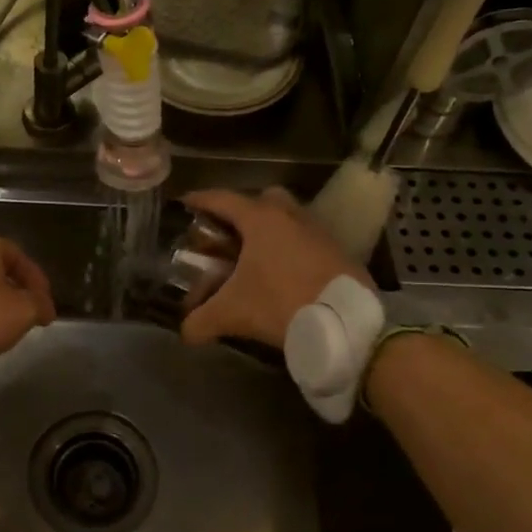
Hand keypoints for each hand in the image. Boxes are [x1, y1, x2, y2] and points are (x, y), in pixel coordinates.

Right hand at [179, 188, 369, 350]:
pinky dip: (291, 249)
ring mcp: (318, 230)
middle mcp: (290, 215)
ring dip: (269, 231)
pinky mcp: (337, 250)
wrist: (346, 324)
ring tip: (254, 257)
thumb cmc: (281, 304)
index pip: (222, 199)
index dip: (199, 200)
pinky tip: (283, 274)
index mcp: (261, 219)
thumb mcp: (233, 313)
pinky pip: (306, 240)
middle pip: (261, 200)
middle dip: (241, 212)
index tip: (185, 203)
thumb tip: (185, 333)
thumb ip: (201, 321)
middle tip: (226, 234)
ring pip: (287, 218)